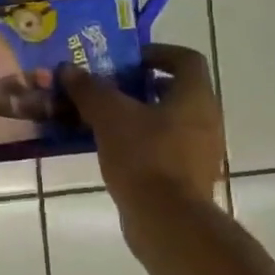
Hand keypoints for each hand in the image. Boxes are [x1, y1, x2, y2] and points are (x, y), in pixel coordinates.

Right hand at [62, 44, 225, 215]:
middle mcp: (206, 119)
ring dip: (137, 117)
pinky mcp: (188, 178)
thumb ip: (90, 89)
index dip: (157, 53)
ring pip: (167, 122)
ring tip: (102, 120)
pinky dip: (141, 144)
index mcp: (195, 96)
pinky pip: (164, 149)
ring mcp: (200, 152)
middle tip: (107, 89)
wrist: (167, 221)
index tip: (127, 60)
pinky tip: (111, 151)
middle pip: (174, 91)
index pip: (185, 59)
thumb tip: (68, 69)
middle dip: (139, 87)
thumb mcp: (110, 116)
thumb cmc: (144, 157)